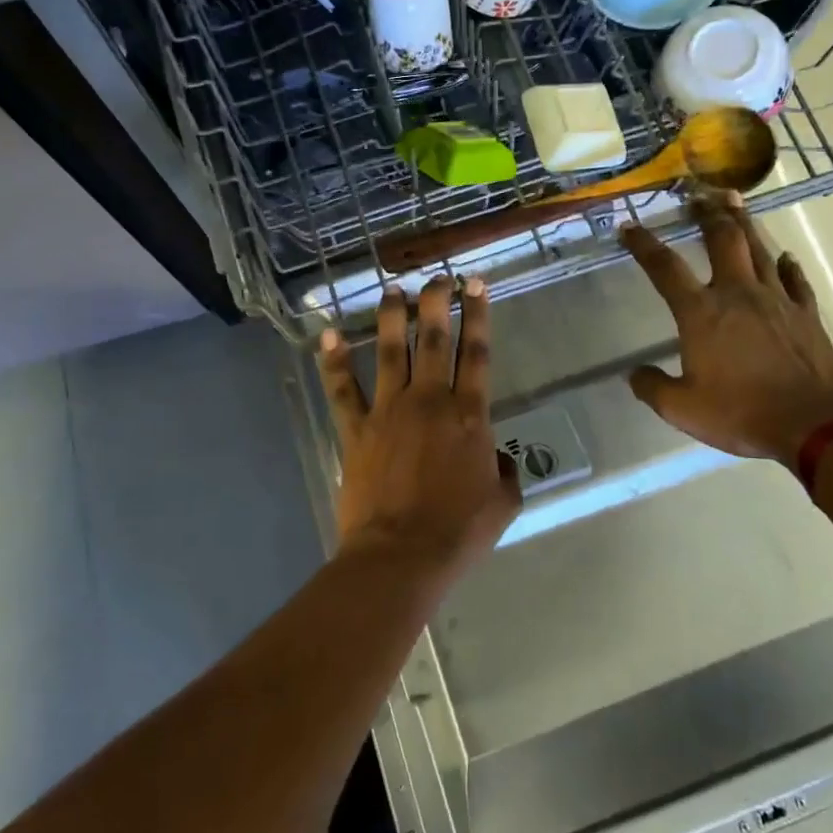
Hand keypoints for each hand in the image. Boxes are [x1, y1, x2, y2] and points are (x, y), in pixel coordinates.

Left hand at [318, 277, 521, 577]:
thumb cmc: (458, 532)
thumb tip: (496, 457)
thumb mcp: (502, 503)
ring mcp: (389, 410)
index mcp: (469, 415)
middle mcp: (430, 400)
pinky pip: (343, 389)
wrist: (402, 556)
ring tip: (393, 290)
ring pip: (389, 351)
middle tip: (437, 277)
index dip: (478, 314)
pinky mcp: (356, 429)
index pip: (477, 353)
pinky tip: (327, 334)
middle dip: (436, 302)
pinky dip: (333, 361)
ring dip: (391, 317)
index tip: (476, 284)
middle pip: (433, 339)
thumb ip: (504, 471)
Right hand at [621, 196, 832, 471]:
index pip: (665, 269)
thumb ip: (652, 387)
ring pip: (758, 249)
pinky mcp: (806, 315)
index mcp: (701, 313)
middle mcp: (737, 294)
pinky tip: (783, 257)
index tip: (628, 226)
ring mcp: (777, 300)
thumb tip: (634, 374)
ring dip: (744, 223)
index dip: (644, 245)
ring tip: (734, 201)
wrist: (815, 425)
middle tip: (698, 194)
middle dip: (706, 214)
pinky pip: (794, 281)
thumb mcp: (682, 409)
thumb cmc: (741, 413)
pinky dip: (786, 266)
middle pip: (721, 240)